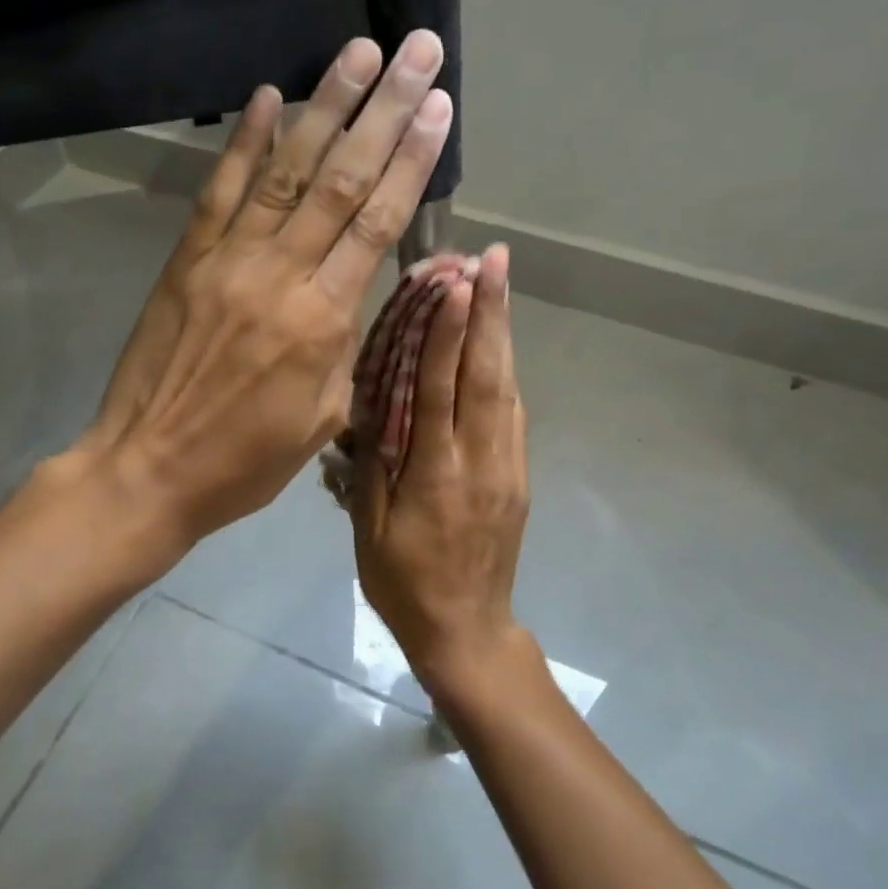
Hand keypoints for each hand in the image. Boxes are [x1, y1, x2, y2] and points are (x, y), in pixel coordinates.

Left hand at [73, 30, 453, 552]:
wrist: (148, 469)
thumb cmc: (245, 460)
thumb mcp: (322, 418)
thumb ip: (350, 348)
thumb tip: (366, 293)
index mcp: (324, 319)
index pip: (379, 222)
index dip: (412, 159)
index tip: (437, 106)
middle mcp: (281, 274)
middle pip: (343, 179)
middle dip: (384, 110)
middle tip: (417, 51)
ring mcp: (228, 260)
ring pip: (286, 171)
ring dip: (325, 107)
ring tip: (358, 52)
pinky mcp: (186, 259)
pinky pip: (219, 191)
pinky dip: (243, 141)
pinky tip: (267, 96)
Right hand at [350, 243, 531, 703]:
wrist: (467, 631)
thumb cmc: (402, 582)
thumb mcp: (369, 528)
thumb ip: (371, 463)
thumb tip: (369, 406)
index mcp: (433, 475)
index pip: (439, 390)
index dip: (446, 334)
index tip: (454, 283)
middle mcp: (478, 461)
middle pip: (486, 375)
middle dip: (490, 311)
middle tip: (493, 258)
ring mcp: (507, 466)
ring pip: (507, 387)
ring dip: (503, 331)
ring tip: (500, 282)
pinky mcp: (519, 475)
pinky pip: (512, 412)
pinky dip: (506, 368)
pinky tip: (500, 343)